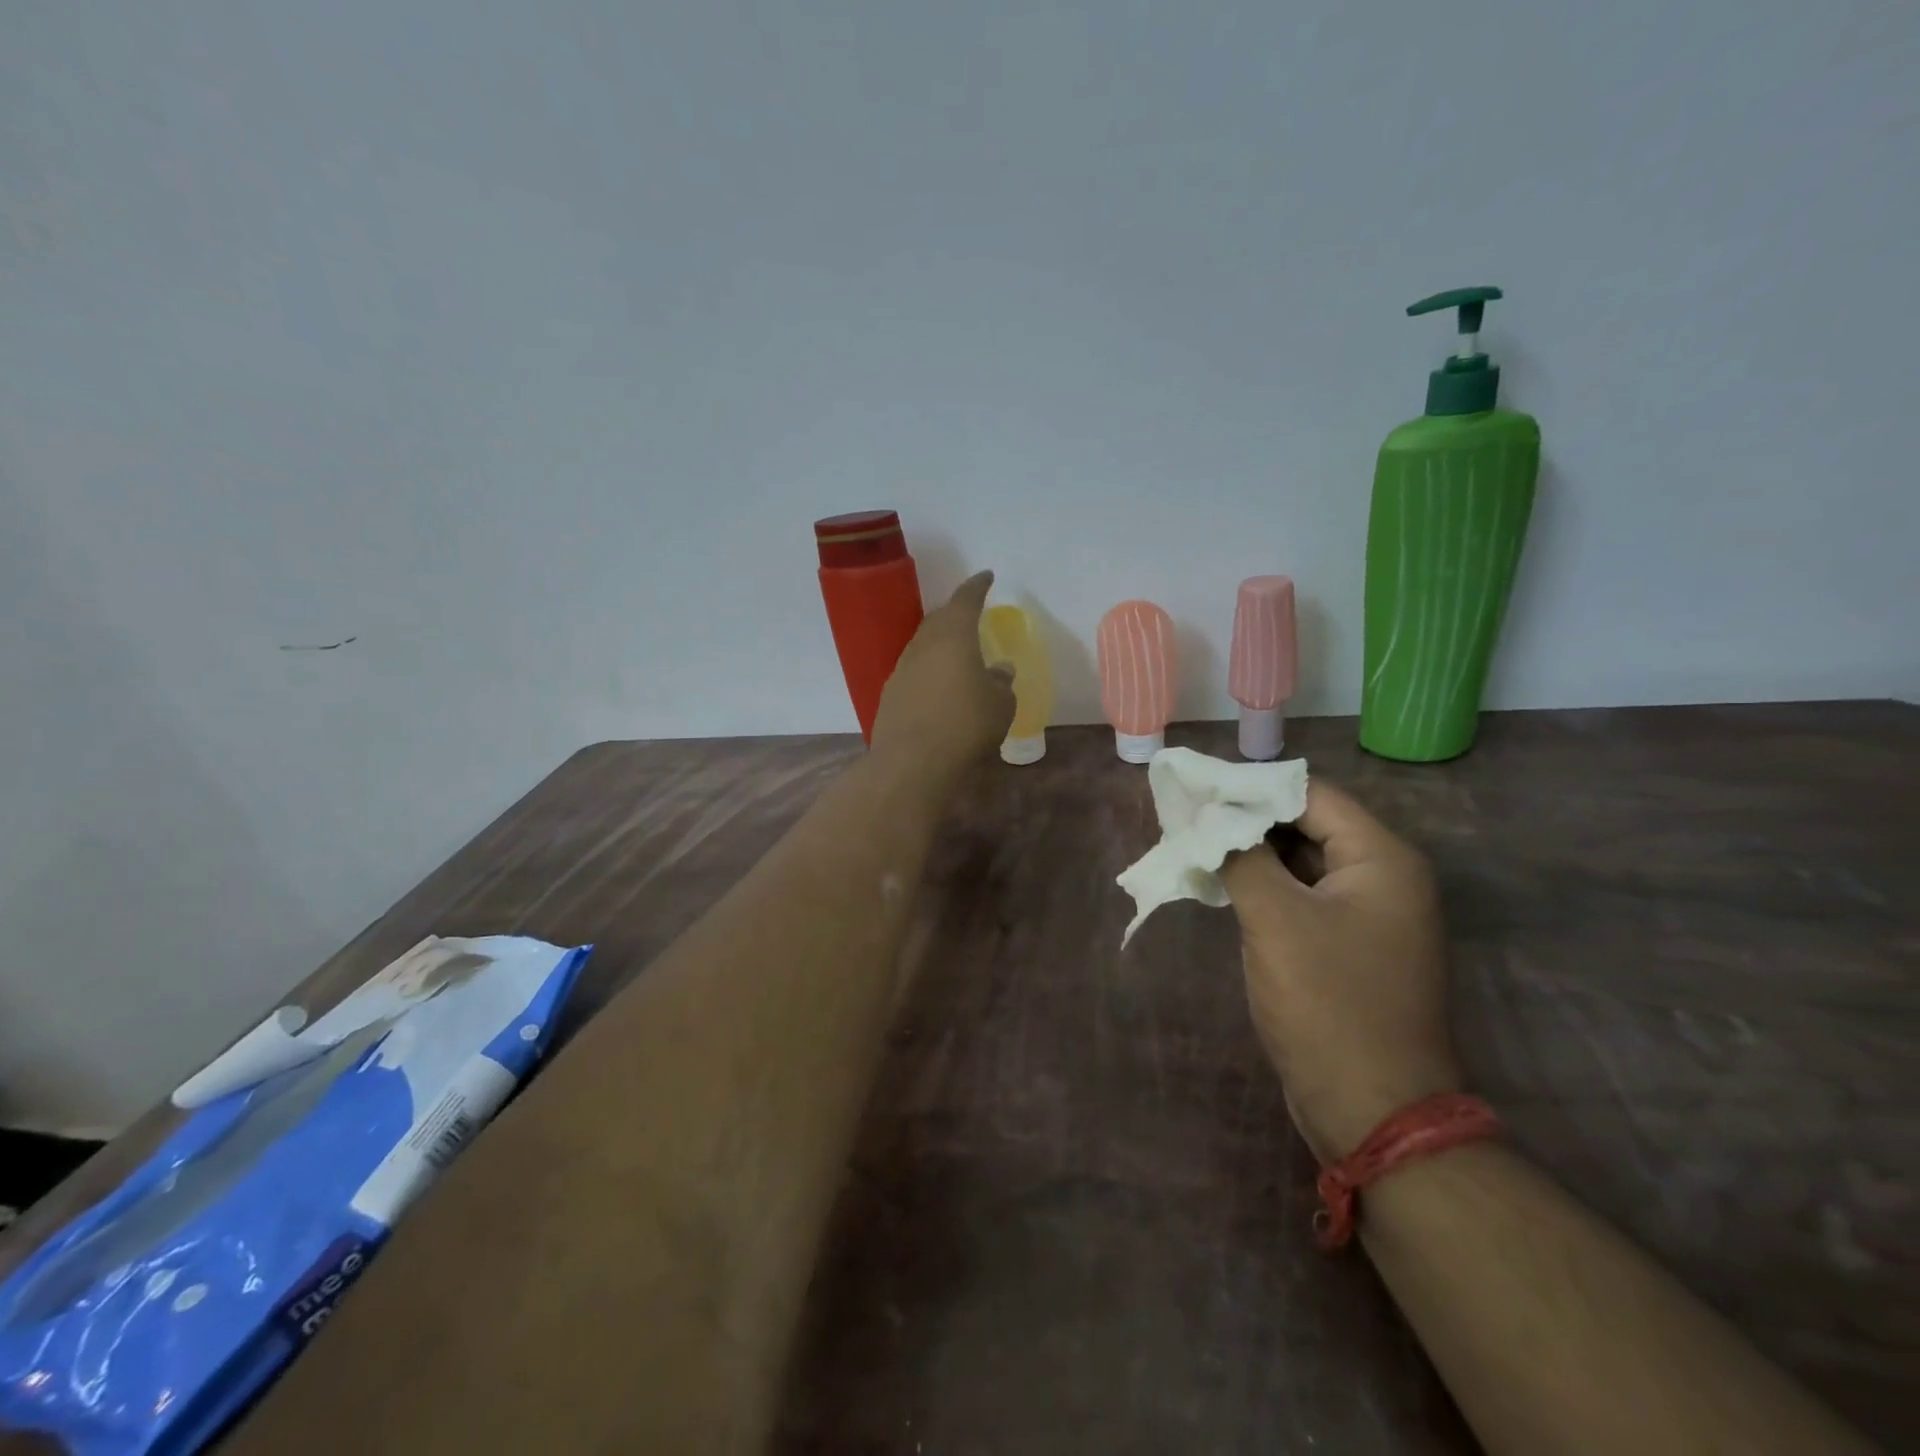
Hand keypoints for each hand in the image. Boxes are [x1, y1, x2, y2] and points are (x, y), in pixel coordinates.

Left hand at [870, 571, 1015, 771]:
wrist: (912, 762)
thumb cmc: (966, 725)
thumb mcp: (999, 705)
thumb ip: (1001, 683)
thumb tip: (999, 670)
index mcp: (953, 636)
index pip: (965, 600)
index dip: (977, 587)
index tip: (986, 577)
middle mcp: (923, 646)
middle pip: (939, 620)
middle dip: (955, 614)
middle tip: (970, 615)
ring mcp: (901, 670)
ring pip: (923, 646)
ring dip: (940, 645)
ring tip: (956, 654)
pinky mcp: (890, 696)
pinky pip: (913, 672)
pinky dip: (928, 671)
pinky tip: (937, 687)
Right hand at [1219, 782, 1458, 1163]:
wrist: (1373, 1111)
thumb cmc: (1327, 1004)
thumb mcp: (1274, 920)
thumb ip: (1240, 856)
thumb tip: (1210, 818)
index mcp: (1381, 859)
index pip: (1310, 794)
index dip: (1251, 787)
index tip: (1197, 788)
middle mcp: (1384, 878)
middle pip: (1307, 824)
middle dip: (1247, 820)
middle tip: (1188, 817)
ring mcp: (1368, 915)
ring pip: (1301, 862)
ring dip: (1251, 854)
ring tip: (1195, 845)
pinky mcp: (1349, 946)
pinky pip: (1302, 897)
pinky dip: (1264, 886)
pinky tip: (1221, 885)